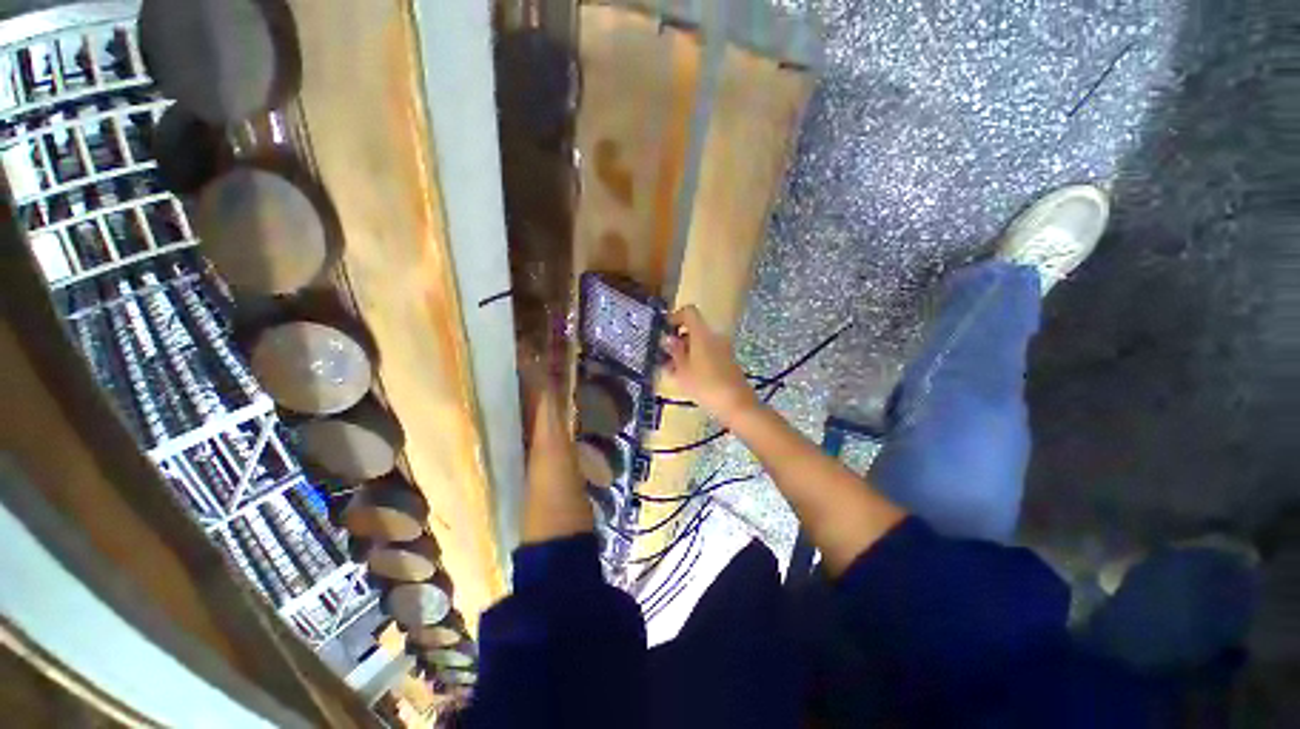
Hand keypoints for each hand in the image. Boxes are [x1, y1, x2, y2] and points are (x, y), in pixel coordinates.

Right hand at [661, 305, 758, 421]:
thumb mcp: (683, 370)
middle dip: (678, 340)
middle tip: (664, 356)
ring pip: (700, 343)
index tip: (664, 331)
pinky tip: (686, 377)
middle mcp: (714, 336)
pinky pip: (708, 354)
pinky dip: (695, 360)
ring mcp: (723, 349)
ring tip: (672, 370)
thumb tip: (668, 338)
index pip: (689, 312)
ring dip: (685, 352)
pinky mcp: (727, 361)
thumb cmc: (705, 385)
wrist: (736, 404)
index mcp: (702, 334)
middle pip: (694, 329)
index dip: (675, 317)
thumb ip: (674, 352)